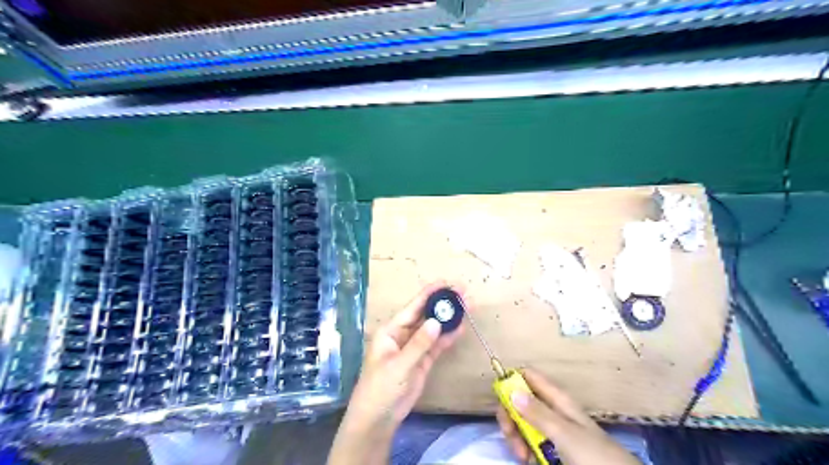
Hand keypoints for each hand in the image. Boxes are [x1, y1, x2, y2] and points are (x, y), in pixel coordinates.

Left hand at [326, 283, 464, 464]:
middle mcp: (403, 334)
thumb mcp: (398, 366)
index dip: (430, 294)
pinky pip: (437, 344)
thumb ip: (418, 344)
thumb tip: (437, 322)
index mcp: (391, 330)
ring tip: (467, 306)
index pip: (413, 307)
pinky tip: (461, 327)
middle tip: (464, 293)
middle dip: (443, 304)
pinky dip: (449, 336)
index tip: (447, 283)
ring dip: (449, 318)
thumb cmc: (380, 388)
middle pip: (426, 314)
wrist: (378, 418)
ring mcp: (414, 347)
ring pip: (434, 328)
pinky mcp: (423, 360)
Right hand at [495, 368, 635, 463]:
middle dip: (510, 416)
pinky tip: (527, 460)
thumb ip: (537, 412)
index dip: (512, 381)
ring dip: (516, 436)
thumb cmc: (592, 454)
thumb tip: (511, 390)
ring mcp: (550, 429)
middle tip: (510, 434)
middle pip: (519, 400)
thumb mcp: (564, 433)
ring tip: (522, 456)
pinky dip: (524, 449)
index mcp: (556, 398)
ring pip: (522, 422)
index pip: (528, 376)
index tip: (501, 398)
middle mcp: (551, 409)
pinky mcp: (551, 447)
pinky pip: (529, 441)